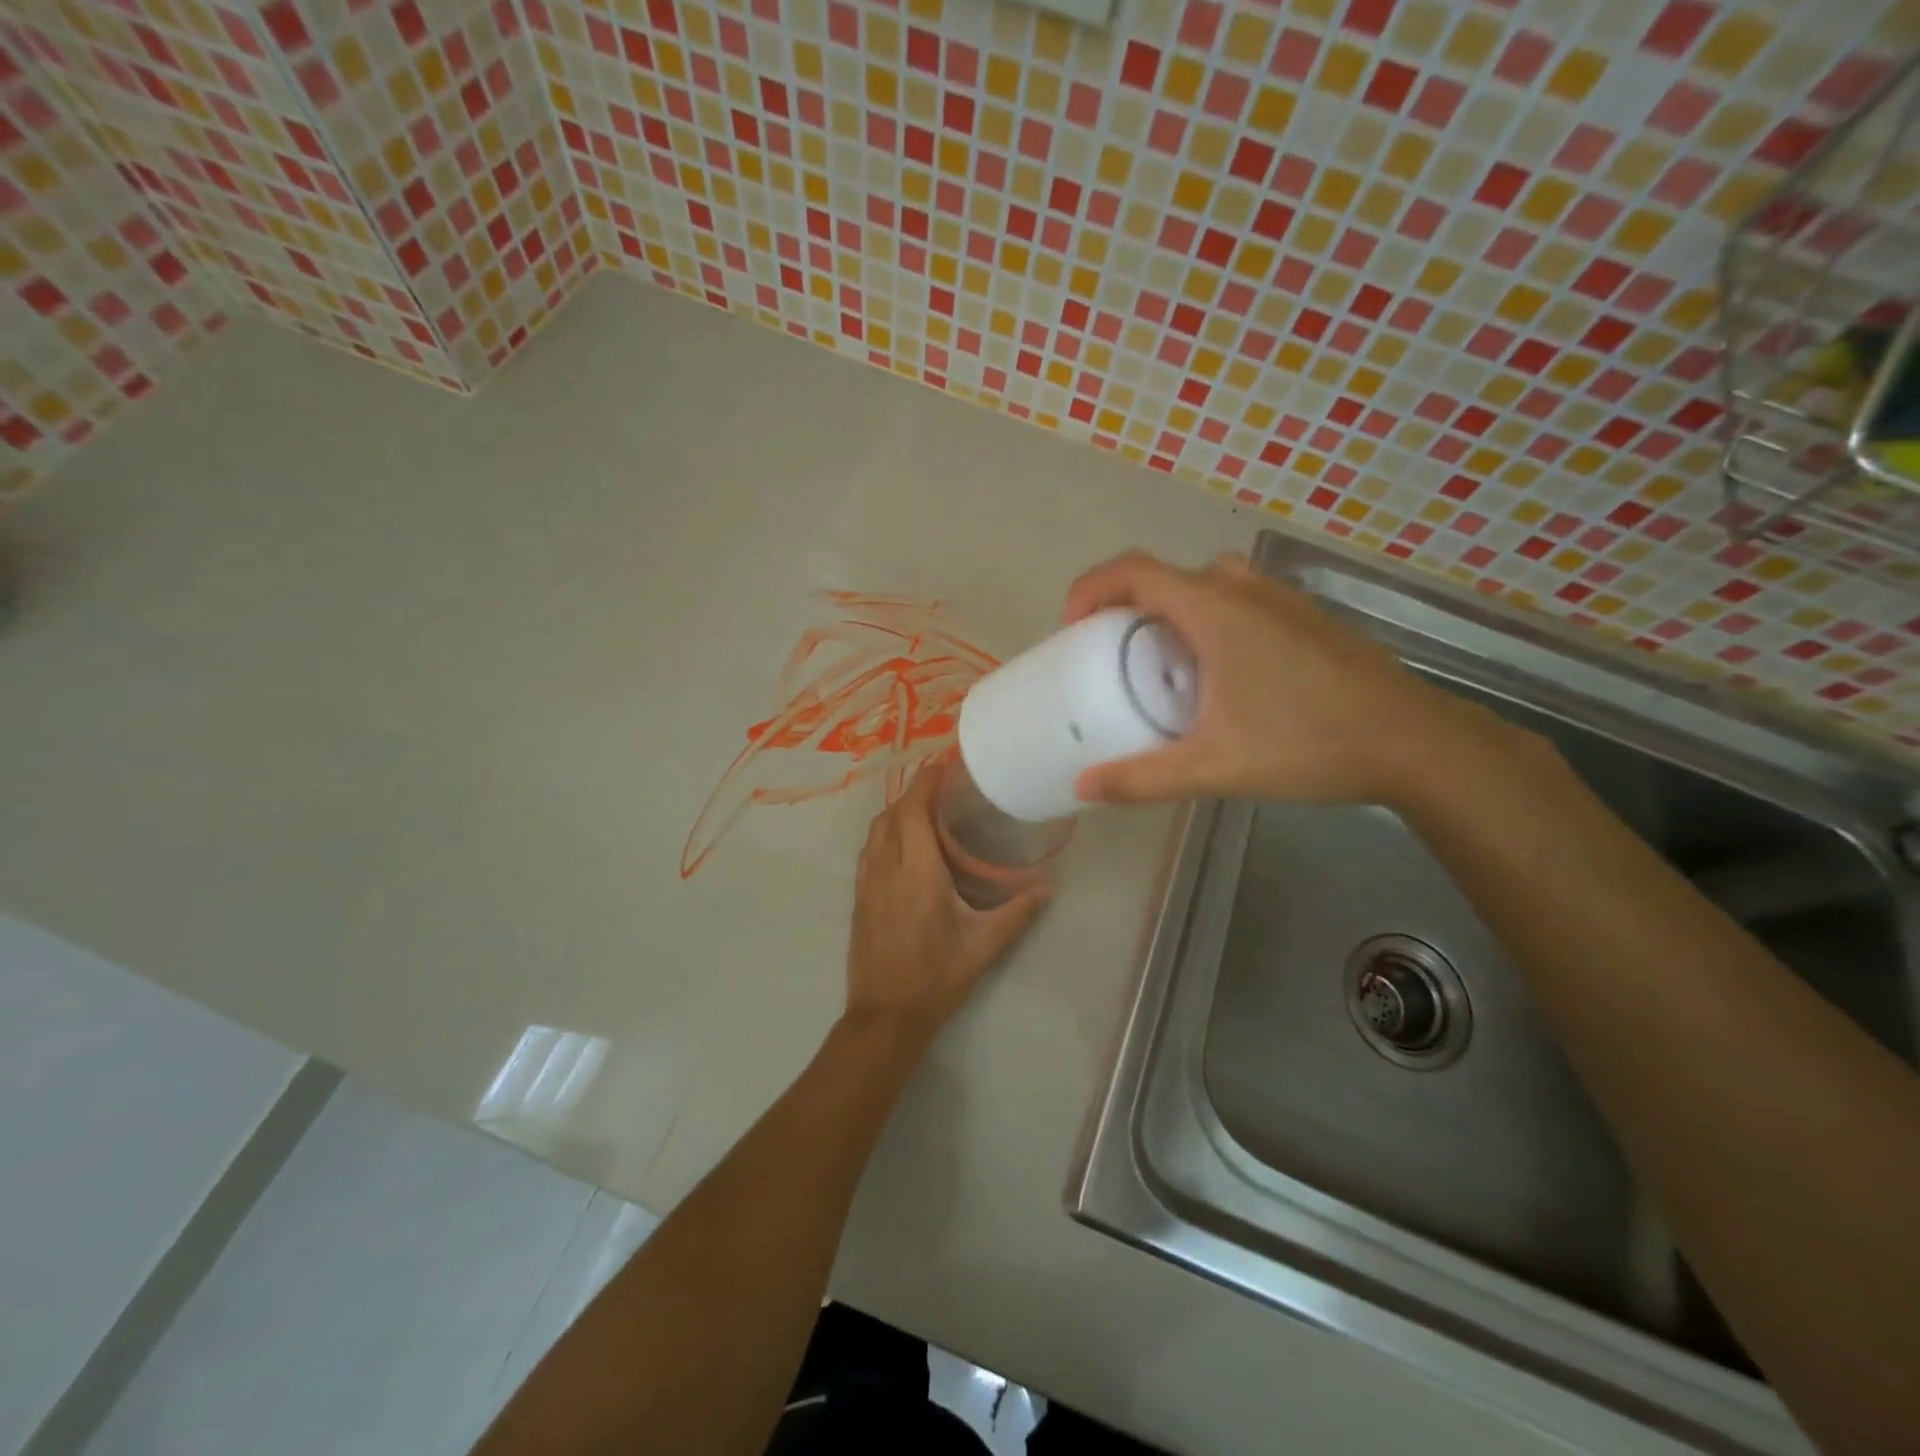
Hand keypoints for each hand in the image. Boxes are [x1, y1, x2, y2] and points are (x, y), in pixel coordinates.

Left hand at [844, 761, 1050, 1043]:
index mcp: (916, 870)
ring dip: (898, 811)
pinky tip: (905, 845)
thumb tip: (1050, 887)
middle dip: (915, 792)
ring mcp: (866, 881)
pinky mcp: (858, 896)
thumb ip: (1018, 911)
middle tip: (945, 787)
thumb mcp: (984, 944)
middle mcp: (885, 867)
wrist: (885, 1015)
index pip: (914, 808)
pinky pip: (869, 849)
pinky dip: (885, 832)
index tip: (945, 763)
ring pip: (876, 829)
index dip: (926, 780)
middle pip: (893, 812)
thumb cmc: (936, 976)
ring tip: (927, 810)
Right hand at [1062, 550, 1499, 807]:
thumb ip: (1143, 779)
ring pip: (1207, 583)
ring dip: (1172, 609)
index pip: (1133, 571)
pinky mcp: (1307, 618)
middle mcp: (1244, 590)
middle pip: (1166, 576)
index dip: (1090, 588)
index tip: (1072, 628)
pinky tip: (1222, 673)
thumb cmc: (1307, 743)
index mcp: (1214, 610)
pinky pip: (1240, 599)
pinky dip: (1210, 618)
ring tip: (1163, 659)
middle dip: (1126, 605)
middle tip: (1111, 652)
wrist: (1413, 743)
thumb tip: (1083, 789)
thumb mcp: (1214, 767)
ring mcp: (1282, 600)